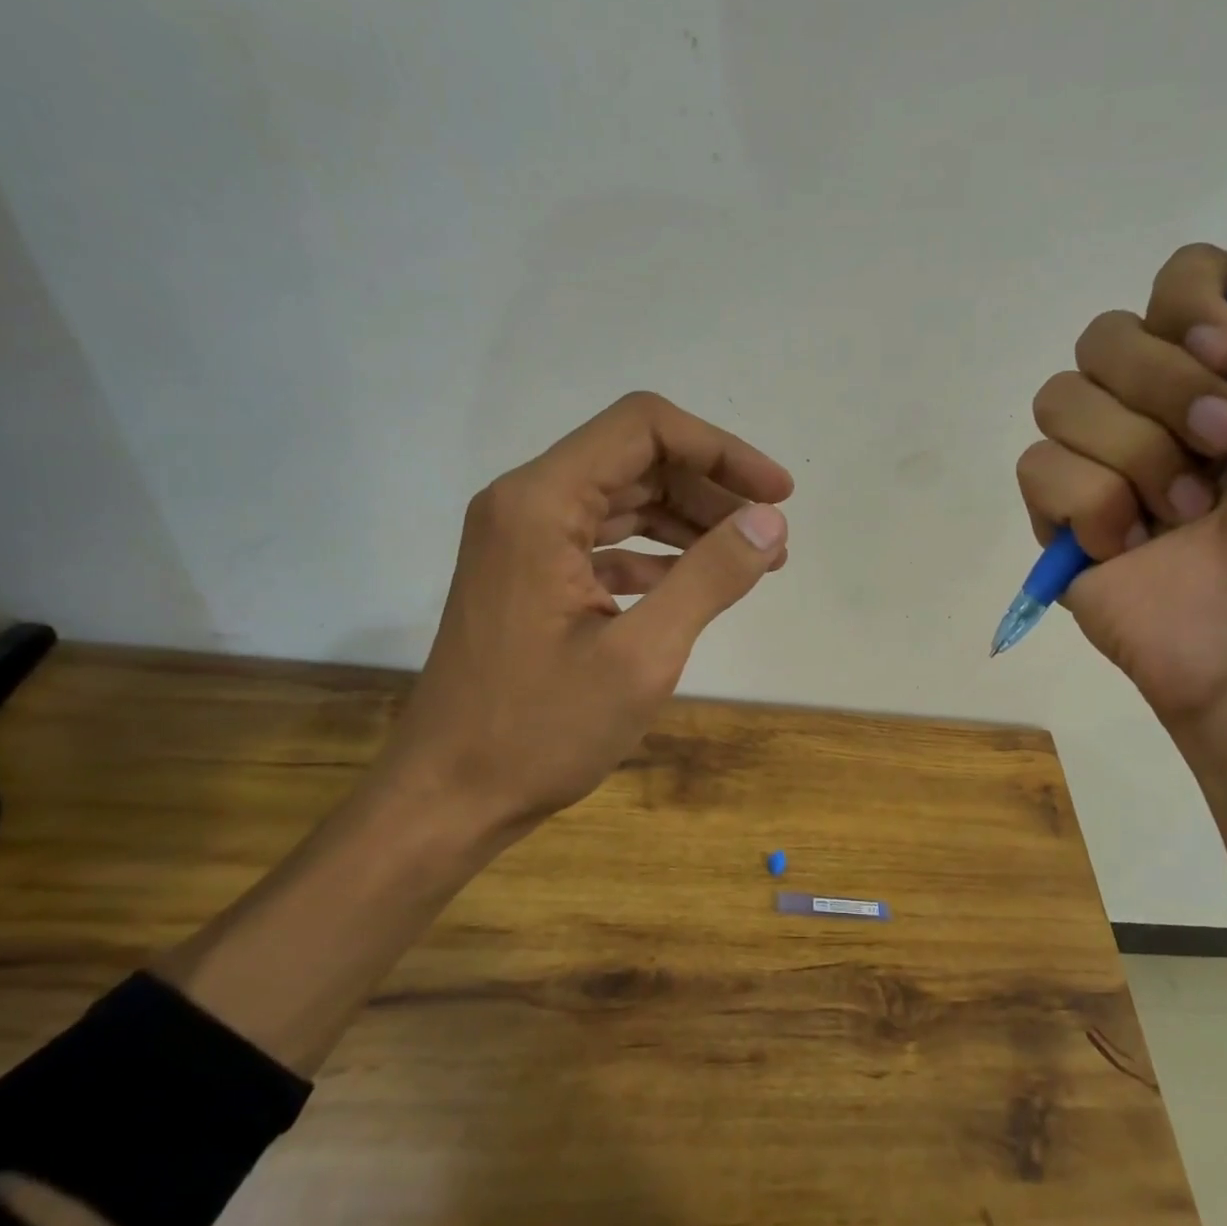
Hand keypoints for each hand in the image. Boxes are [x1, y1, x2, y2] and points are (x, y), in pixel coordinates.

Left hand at [378, 392, 792, 849]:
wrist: (450, 797)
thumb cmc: (540, 731)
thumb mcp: (642, 655)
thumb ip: (710, 577)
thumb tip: (770, 521)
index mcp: (540, 503)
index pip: (644, 428)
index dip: (721, 449)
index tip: (776, 495)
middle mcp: (525, 504)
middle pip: (636, 460)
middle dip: (711, 488)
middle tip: (770, 535)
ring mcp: (523, 541)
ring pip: (623, 500)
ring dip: (690, 522)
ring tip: (751, 559)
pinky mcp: (530, 577)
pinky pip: (605, 542)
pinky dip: (657, 555)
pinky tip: (696, 585)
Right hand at [1019, 189, 1226, 914]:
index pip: (1172, 281)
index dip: (1188, 304)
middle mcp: (1170, 409)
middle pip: (1103, 336)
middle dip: (1164, 391)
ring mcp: (1112, 469)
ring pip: (1060, 398)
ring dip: (1134, 453)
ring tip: (1189, 516)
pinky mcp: (1066, 524)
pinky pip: (1036, 468)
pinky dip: (1089, 504)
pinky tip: (1134, 547)